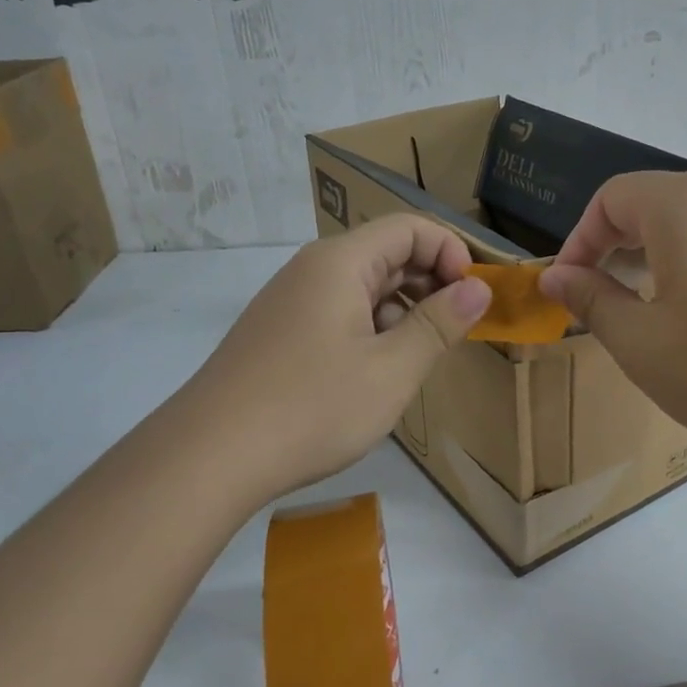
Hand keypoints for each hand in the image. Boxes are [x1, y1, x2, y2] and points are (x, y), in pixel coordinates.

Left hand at [186, 215, 491, 499]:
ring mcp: (291, 301)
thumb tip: (478, 289)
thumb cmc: (311, 408)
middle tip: (455, 330)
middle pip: (386, 253)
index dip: (450, 252)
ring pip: (363, 286)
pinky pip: (339, 312)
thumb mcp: (391, 369)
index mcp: (341, 263)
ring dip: (402, 310)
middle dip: (430, 283)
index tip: (473, 297)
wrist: (208, 458)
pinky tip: (376, 373)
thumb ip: (439, 324)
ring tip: (419, 357)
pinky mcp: (279, 332)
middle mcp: (313, 269)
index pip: (410, 228)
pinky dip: (371, 329)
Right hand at [537, 171, 686, 468]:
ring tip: (670, 303)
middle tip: (614, 295)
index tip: (572, 284)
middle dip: (626, 242)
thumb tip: (557, 277)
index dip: (582, 238)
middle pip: (663, 200)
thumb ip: (592, 300)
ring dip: (675, 248)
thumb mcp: (643, 345)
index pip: (614, 197)